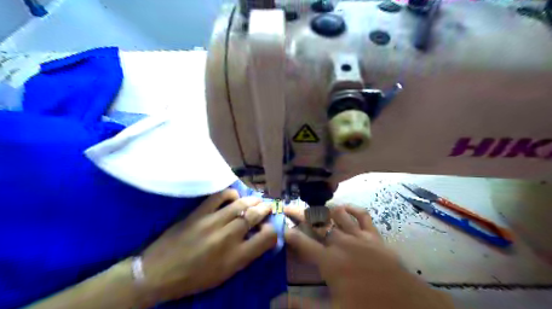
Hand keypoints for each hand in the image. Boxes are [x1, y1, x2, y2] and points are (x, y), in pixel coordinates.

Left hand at [138, 190, 275, 302]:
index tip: (267, 229)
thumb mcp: (225, 274)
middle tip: (267, 207)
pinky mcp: (199, 213)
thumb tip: (257, 237)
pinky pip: (219, 196)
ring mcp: (213, 222)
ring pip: (241, 204)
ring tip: (256, 200)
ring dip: (252, 200)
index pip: (267, 237)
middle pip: (255, 216)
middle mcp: (229, 237)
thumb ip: (245, 255)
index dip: (272, 231)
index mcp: (237, 257)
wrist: (158, 273)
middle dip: (265, 209)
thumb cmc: (194, 278)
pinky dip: (230, 194)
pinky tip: (234, 196)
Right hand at [284, 205, 452, 308]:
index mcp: (329, 261)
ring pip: (337, 214)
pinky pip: (362, 216)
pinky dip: (352, 209)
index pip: (302, 242)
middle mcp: (341, 243)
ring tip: (315, 208)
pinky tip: (345, 207)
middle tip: (289, 207)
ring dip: (324, 209)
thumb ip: (302, 305)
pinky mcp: (374, 236)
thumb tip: (275, 302)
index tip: (280, 227)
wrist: (408, 306)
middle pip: (317, 223)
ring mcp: (358, 237)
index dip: (289, 233)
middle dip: (300, 214)